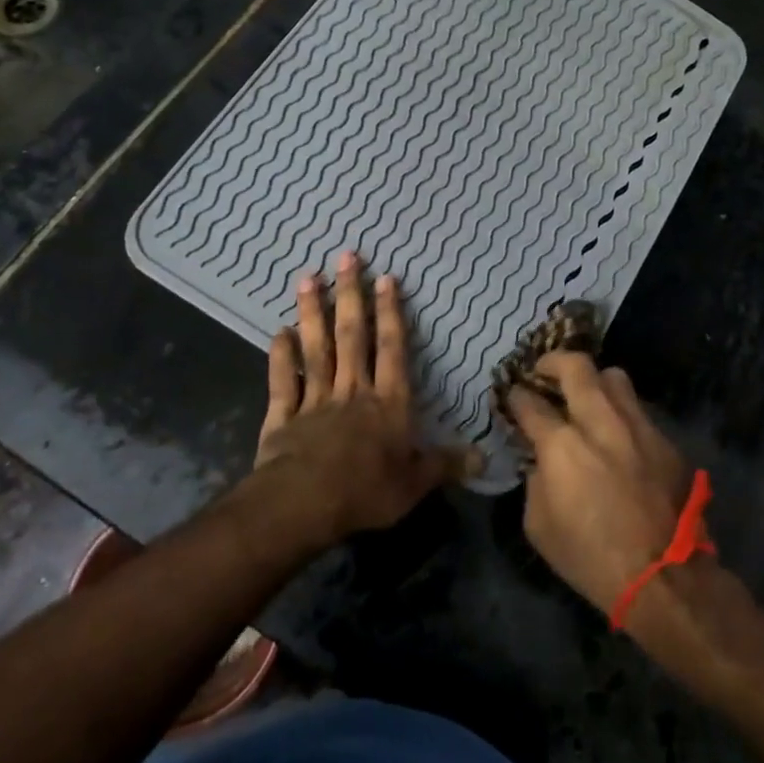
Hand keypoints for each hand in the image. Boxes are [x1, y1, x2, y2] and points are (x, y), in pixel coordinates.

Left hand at [249, 252, 474, 547]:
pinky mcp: (283, 416)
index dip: (390, 313)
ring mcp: (315, 400)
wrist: (304, 504)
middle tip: (345, 258)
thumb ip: (446, 465)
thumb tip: (484, 458)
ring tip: (307, 279)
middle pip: (352, 336)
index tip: (386, 278)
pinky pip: (283, 381)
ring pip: (316, 349)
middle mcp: (352, 391)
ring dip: (312, 313)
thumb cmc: (366, 491)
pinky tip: (278, 332)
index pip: (392, 349)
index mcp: (388, 403)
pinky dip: (280, 357)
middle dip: (350, 295)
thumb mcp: (416, 483)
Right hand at [505, 353, 695, 618]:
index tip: (514, 397)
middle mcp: (600, 423)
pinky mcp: (666, 441)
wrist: (665, 578)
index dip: (517, 397)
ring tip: (586, 395)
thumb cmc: (591, 559)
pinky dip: (621, 413)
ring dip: (594, 381)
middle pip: (576, 367)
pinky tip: (618, 435)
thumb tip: (541, 460)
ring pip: (614, 377)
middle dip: (553, 362)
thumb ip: (535, 481)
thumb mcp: (539, 526)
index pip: (531, 404)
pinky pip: (638, 410)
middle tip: (544, 370)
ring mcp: (638, 427)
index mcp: (562, 446)